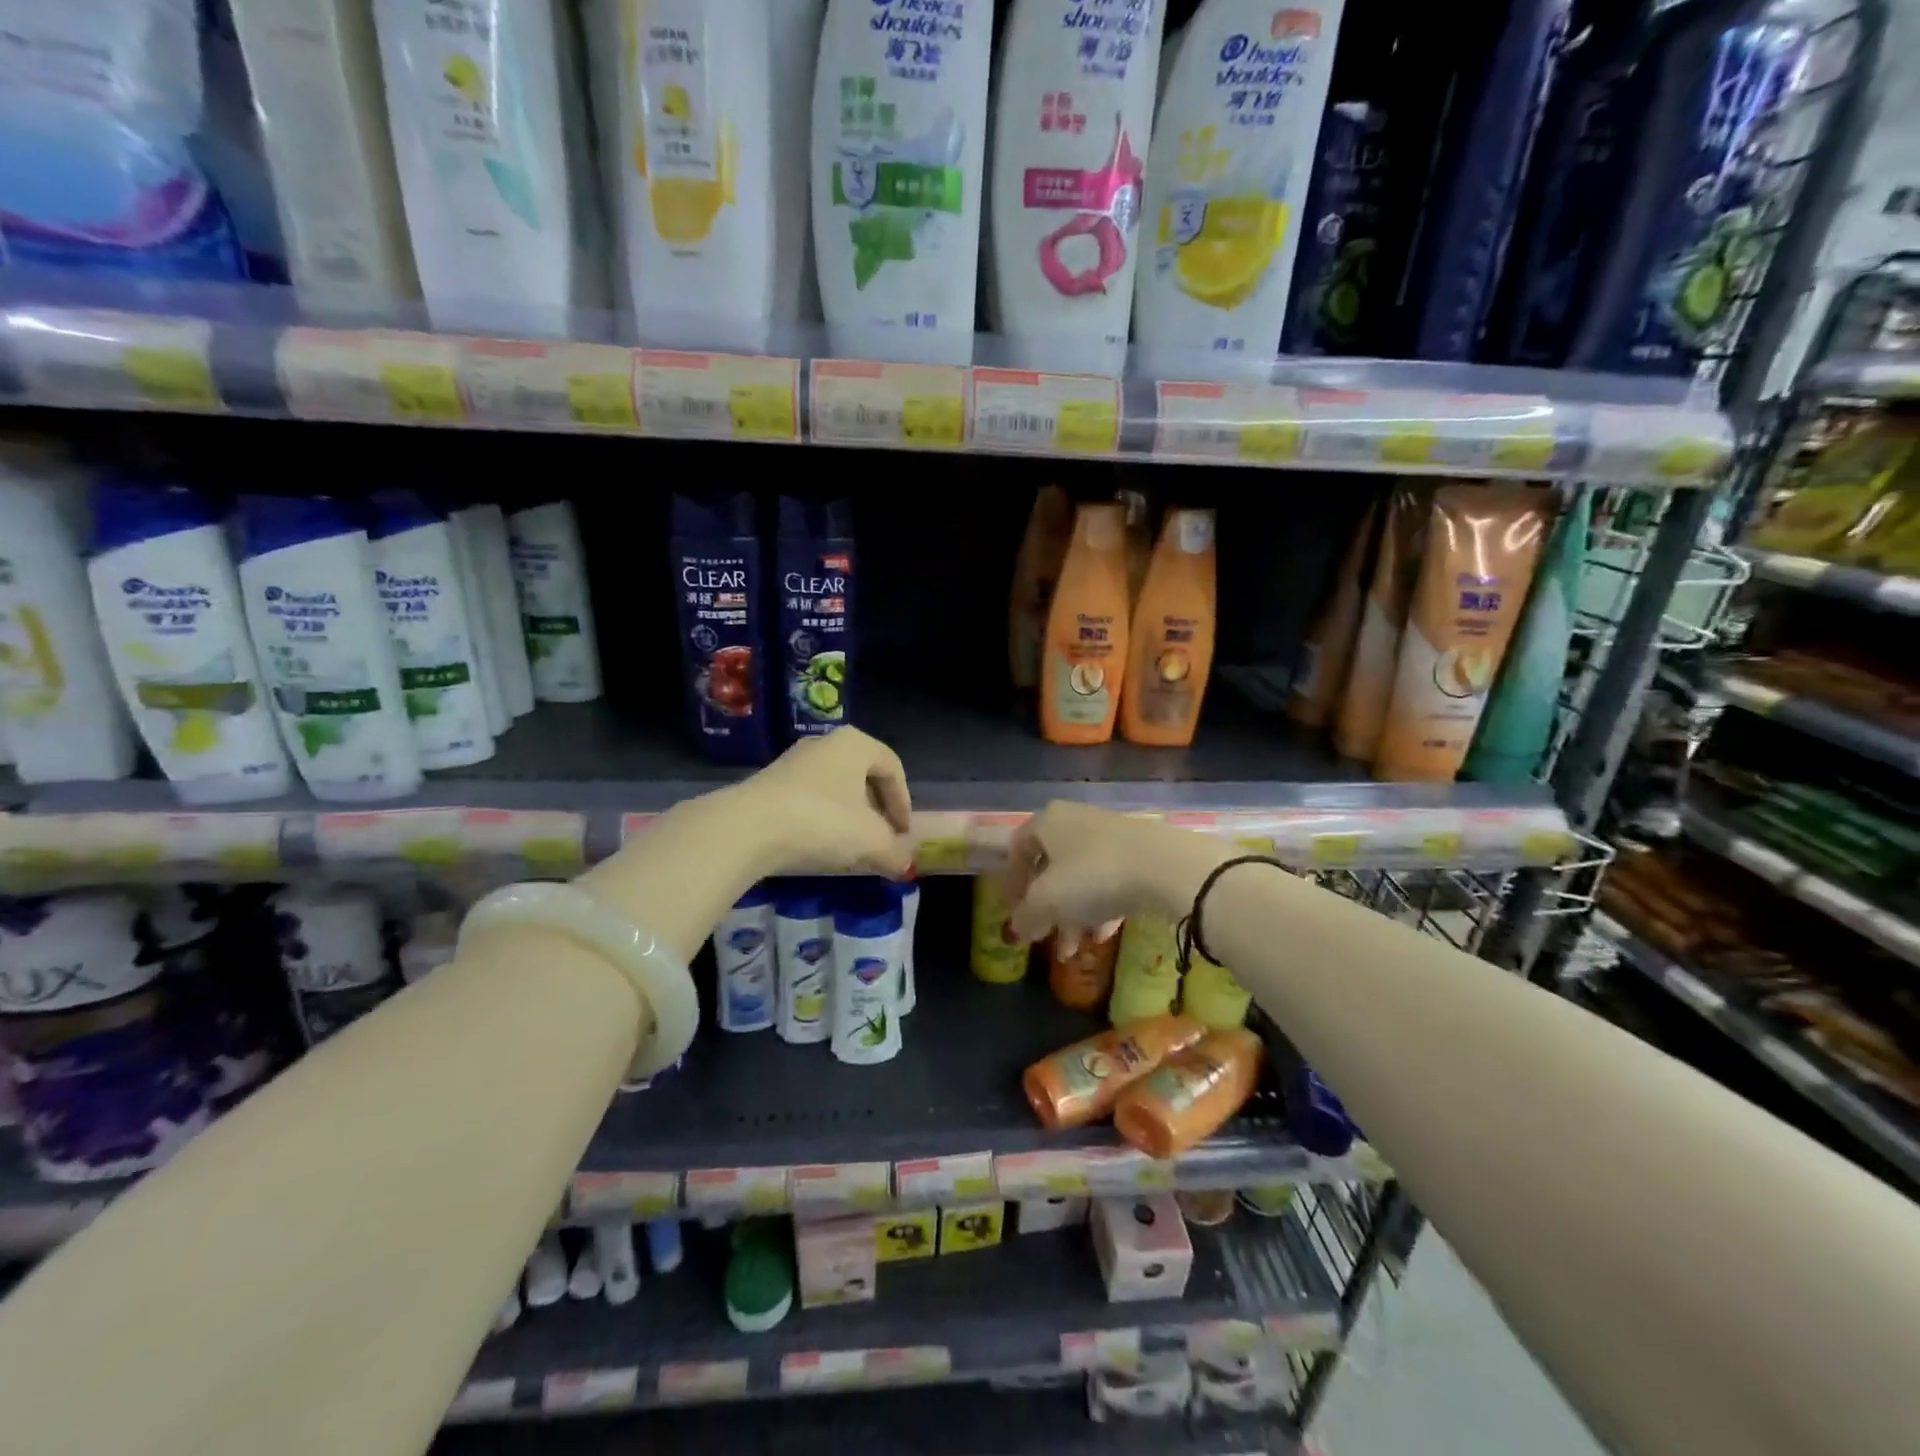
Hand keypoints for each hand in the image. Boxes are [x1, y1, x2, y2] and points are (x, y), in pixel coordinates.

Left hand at [728, 727, 914, 879]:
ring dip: (849, 816)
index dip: (903, 803)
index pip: (893, 768)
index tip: (903, 834)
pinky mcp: (770, 782)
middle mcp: (826, 744)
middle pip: (863, 776)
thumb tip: (905, 865)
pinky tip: (820, 845)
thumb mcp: (870, 842)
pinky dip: (823, 819)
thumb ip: (894, 852)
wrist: (747, 828)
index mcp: (855, 744)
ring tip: (852, 847)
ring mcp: (794, 761)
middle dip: (877, 811)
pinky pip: (810, 798)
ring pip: (836, 787)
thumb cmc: (822, 821)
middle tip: (882, 840)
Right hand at [998, 801, 1226, 945]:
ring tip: (1075, 949)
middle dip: (1046, 909)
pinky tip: (1105, 934)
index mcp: (1047, 821)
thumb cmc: (1094, 876)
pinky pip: (1109, 878)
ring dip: (1073, 914)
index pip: (1017, 848)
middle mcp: (1075, 820)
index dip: (1012, 883)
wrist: (1166, 866)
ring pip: (1081, 876)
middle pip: (1051, 866)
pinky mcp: (1139, 849)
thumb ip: (1025, 916)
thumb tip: (1015, 930)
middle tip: (1045, 938)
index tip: (1015, 913)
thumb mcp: (1048, 902)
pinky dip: (1101, 906)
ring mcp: (1109, 833)